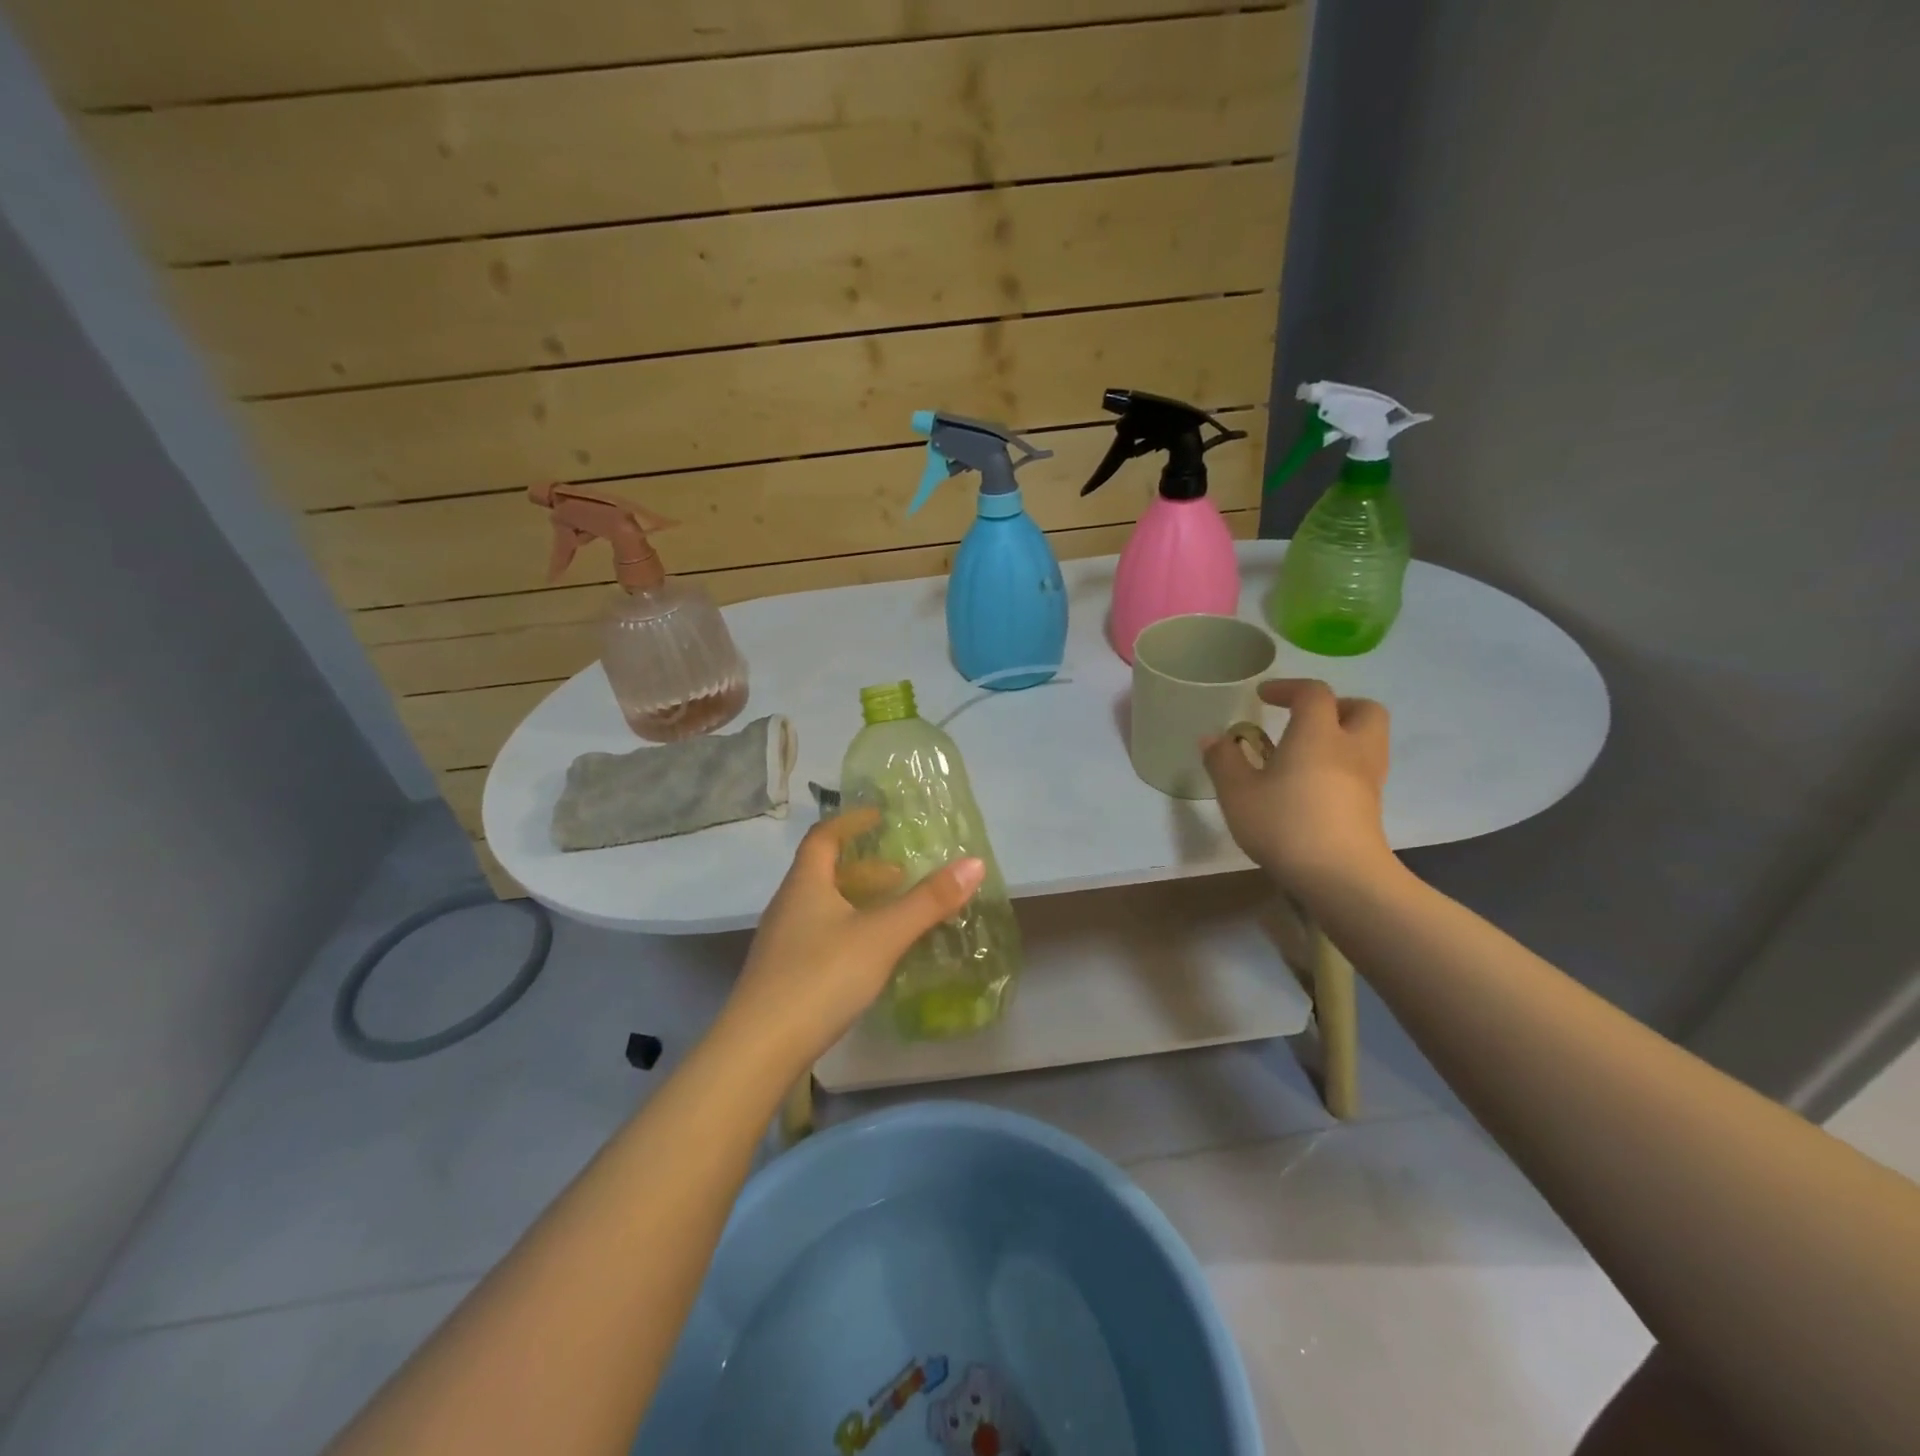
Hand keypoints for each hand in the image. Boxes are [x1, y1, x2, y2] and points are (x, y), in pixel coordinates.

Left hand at [713, 810, 984, 1076]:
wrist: (758, 1049)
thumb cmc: (820, 978)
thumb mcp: (881, 936)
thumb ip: (927, 902)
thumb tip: (974, 862)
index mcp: (805, 884)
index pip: (824, 837)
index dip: (850, 822)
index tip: (879, 817)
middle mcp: (788, 905)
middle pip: (824, 872)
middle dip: (864, 868)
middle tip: (900, 875)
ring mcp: (781, 942)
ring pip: (822, 906)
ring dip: (856, 901)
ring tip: (892, 915)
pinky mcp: (782, 975)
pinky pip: (819, 935)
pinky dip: (847, 930)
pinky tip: (867, 956)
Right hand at [1203, 679, 1394, 901]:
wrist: (1341, 877)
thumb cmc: (1285, 824)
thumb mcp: (1238, 792)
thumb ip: (1223, 761)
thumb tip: (1213, 738)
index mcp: (1318, 734)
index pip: (1313, 693)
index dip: (1288, 688)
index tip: (1263, 697)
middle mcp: (1351, 748)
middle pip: (1362, 709)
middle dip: (1335, 706)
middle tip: (1303, 720)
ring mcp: (1368, 779)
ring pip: (1368, 740)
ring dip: (1342, 736)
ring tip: (1305, 755)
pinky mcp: (1371, 807)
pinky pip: (1362, 770)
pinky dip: (1342, 767)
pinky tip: (1312, 787)